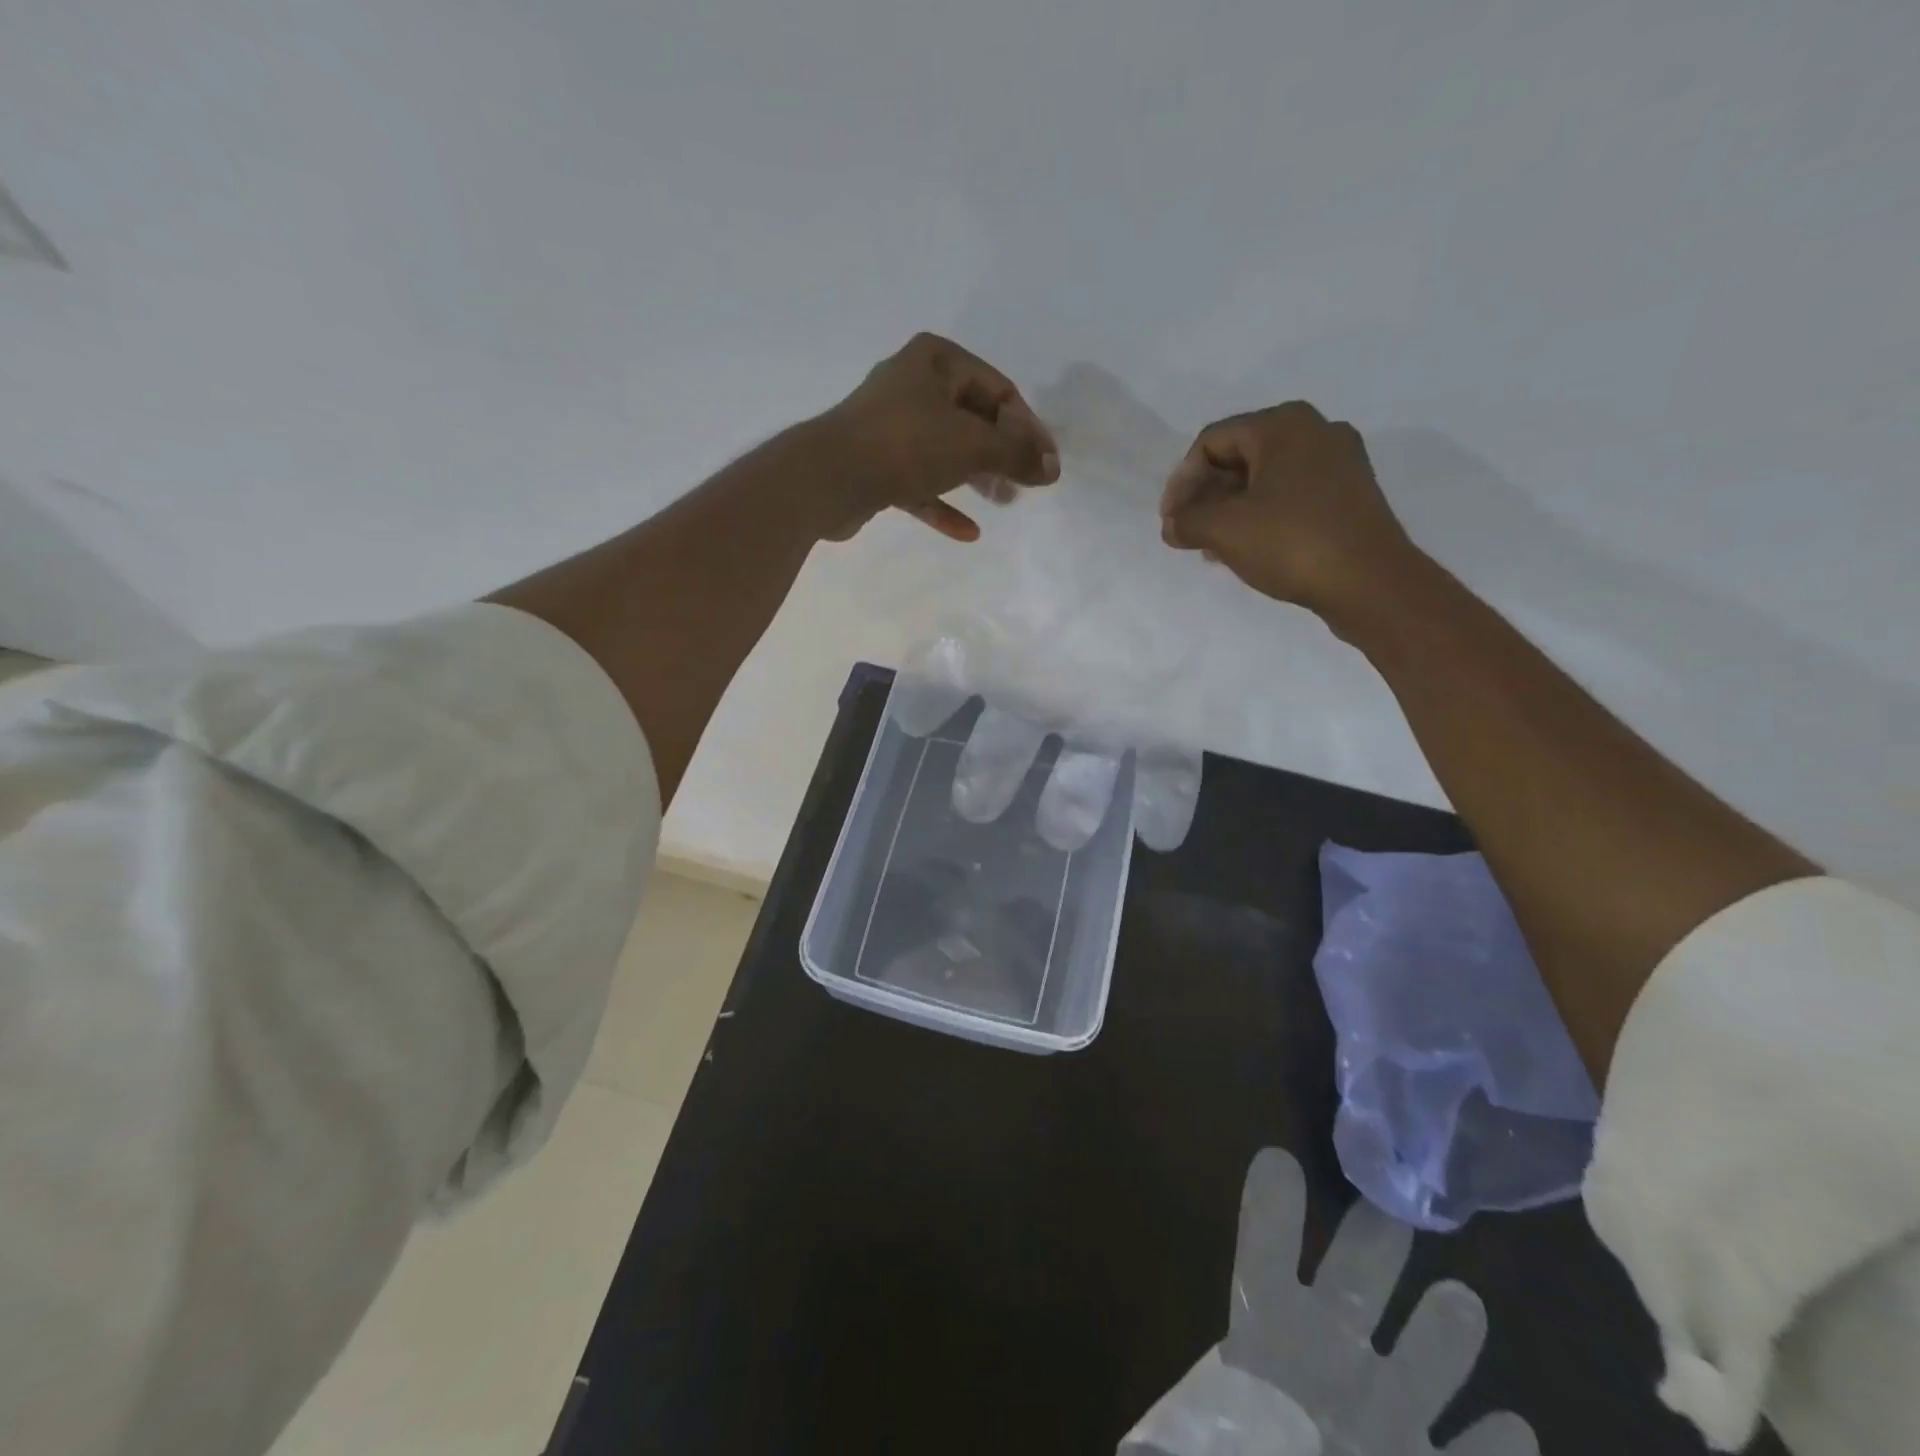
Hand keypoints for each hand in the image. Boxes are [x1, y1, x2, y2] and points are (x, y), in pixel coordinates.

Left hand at [816, 333, 1059, 541]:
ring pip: (946, 451)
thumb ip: (1017, 454)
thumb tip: (1053, 468)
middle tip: (1024, 484)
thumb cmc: (906, 445)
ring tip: (1004, 503)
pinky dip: (943, 503)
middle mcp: (912, 385)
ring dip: (977, 477)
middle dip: (1002, 453)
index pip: (998, 388)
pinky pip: (920, 482)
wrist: (828, 478)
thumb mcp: (973, 444)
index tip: (1045, 463)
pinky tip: (968, 532)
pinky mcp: (876, 464)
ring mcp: (890, 426)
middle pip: (973, 419)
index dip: (1027, 426)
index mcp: (936, 361)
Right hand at [1159, 401, 1420, 624]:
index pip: (1211, 442)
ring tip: (1212, 548)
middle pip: (1239, 456)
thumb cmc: (1292, 543)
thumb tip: (1172, 525)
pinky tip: (1247, 549)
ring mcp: (1338, 462)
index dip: (1182, 482)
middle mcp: (1314, 431)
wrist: (1371, 582)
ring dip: (1230, 510)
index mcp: (1283, 425)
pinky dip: (1261, 516)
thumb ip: (1186, 521)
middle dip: (1206, 497)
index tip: (1171, 522)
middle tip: (1188, 534)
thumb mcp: (1224, 530)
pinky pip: (1290, 495)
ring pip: (1264, 478)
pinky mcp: (1350, 493)